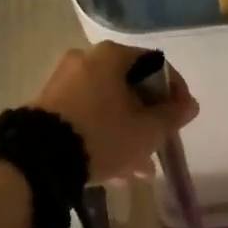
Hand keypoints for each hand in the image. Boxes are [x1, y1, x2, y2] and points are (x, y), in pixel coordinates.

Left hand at [32, 42, 198, 183]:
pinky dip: (103, 136)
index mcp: (111, 56)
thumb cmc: (103, 134)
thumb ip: (172, 115)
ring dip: (127, 133)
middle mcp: (85, 60)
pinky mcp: (47, 107)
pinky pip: (86, 117)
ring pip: (108, 106)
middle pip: (130, 88)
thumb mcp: (146, 130)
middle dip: (148, 119)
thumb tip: (189, 104)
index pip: (156, 64)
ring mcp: (63, 82)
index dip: (175, 91)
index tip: (182, 117)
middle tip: (158, 145)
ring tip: (138, 170)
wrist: (38, 158)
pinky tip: (114, 170)